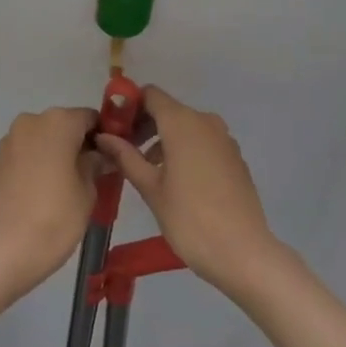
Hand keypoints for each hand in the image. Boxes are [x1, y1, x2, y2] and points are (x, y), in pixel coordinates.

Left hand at [0, 107, 100, 296]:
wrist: (3, 250)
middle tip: (92, 174)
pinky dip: (37, 165)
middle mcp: (31, 121)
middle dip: (78, 144)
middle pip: (63, 126)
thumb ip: (95, 164)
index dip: (103, 136)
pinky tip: (43, 193)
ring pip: (43, 140)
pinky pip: (25, 155)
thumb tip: (100, 154)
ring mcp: (9, 141)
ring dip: (57, 154)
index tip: (112, 158)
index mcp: (58, 121)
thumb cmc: (55, 217)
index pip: (90, 118)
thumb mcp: (88, 191)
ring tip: (67, 187)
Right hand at [95, 87, 281, 294]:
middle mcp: (205, 121)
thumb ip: (126, 157)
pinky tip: (177, 181)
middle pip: (169, 110)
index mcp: (182, 122)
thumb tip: (103, 136)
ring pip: (186, 127)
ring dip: (164, 140)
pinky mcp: (235, 157)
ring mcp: (224, 139)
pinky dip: (185, 150)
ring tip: (147, 171)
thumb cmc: (189, 219)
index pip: (151, 95)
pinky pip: (203, 142)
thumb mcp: (150, 188)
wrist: (242, 252)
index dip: (130, 106)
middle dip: (145, 126)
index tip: (115, 129)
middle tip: (125, 153)